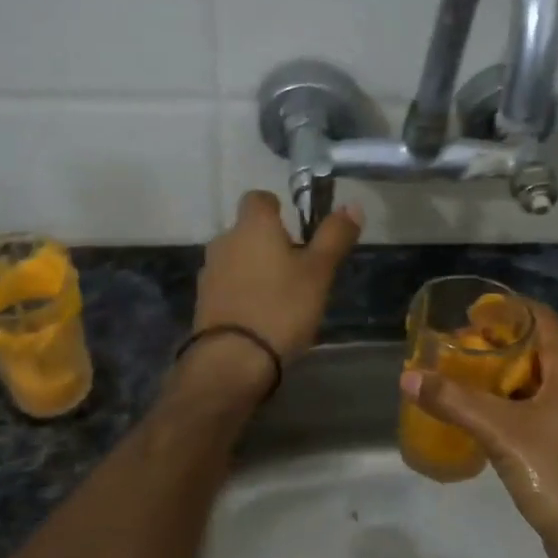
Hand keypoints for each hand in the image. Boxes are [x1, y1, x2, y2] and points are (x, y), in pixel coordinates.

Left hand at [194, 191, 362, 363]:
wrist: (233, 359)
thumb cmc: (282, 307)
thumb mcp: (319, 272)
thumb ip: (334, 237)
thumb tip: (353, 205)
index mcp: (253, 226)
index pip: (259, 198)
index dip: (277, 208)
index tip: (297, 229)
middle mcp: (224, 241)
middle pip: (248, 231)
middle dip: (270, 243)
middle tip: (298, 269)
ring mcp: (210, 272)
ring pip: (237, 259)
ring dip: (256, 269)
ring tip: (282, 296)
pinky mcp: (204, 302)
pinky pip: (228, 286)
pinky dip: (243, 292)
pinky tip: (262, 316)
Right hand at [400, 301, 557, 557]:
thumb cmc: (554, 472)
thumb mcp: (500, 430)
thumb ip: (454, 400)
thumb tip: (408, 377)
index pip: (541, 318)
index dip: (507, 307)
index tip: (469, 310)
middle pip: (532, 345)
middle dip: (493, 340)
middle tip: (452, 343)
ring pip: (528, 377)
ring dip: (494, 371)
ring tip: (455, 371)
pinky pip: (526, 404)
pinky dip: (499, 398)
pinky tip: (471, 409)